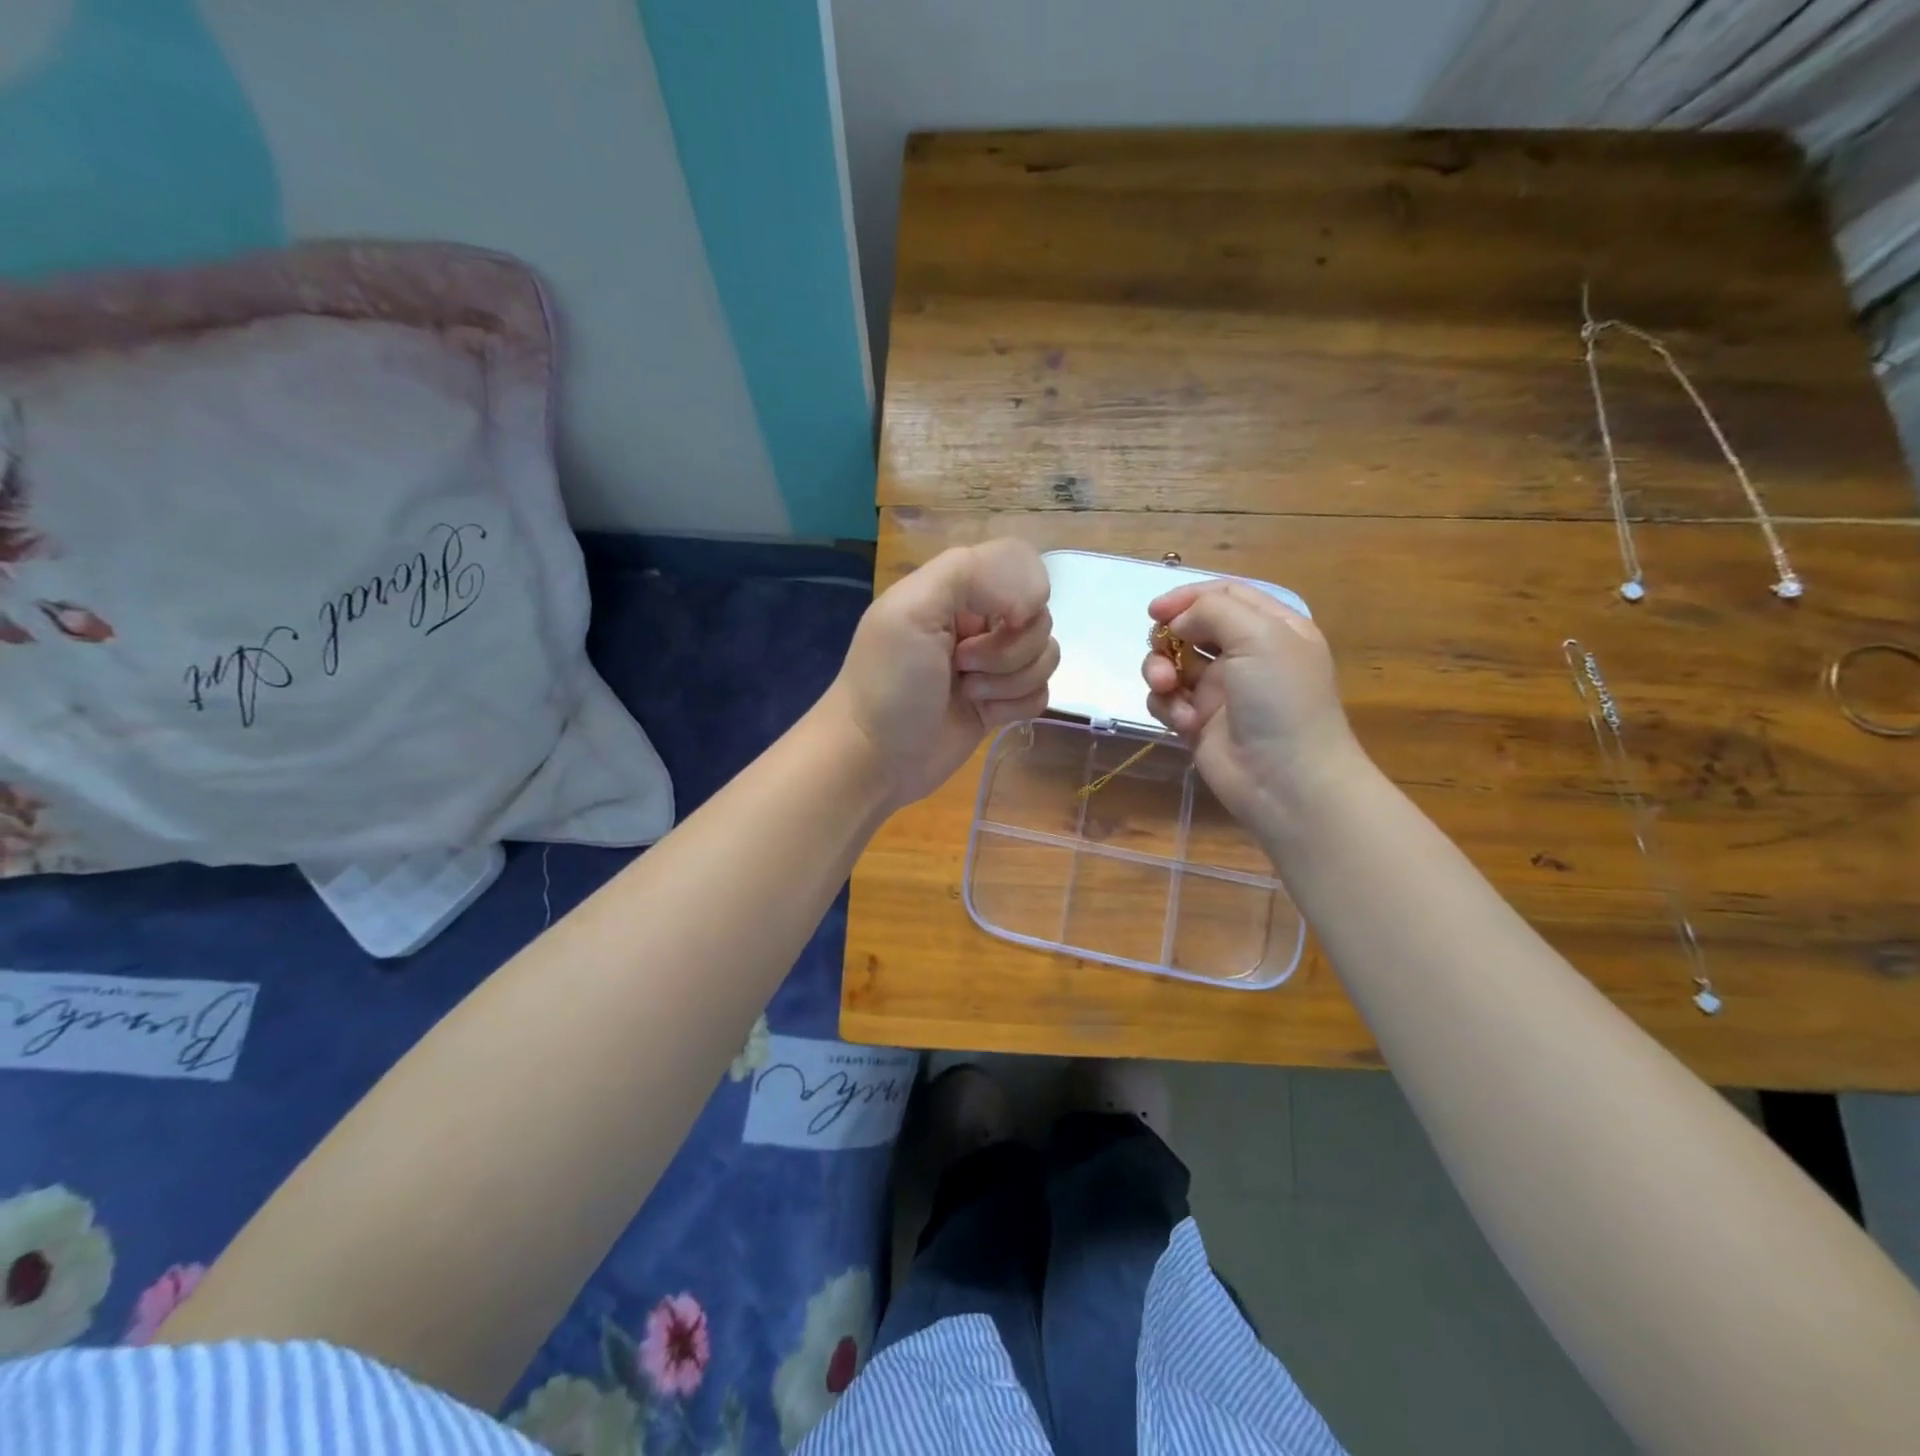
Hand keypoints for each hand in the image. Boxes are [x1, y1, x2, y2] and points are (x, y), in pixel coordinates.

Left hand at [827, 540, 1057, 807]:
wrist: (874, 758)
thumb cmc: (888, 682)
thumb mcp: (912, 609)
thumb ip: (971, 573)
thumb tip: (1034, 601)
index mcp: (954, 590)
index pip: (1019, 564)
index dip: (1024, 593)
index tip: (1006, 620)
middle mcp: (976, 622)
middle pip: (1038, 617)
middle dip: (1007, 648)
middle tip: (961, 666)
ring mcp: (990, 665)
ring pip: (1044, 657)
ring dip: (1010, 680)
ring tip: (967, 693)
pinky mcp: (1000, 703)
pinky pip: (1041, 693)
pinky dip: (1017, 705)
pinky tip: (985, 715)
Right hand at [1140, 581, 1360, 831]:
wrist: (1286, 780)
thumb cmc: (1280, 700)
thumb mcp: (1260, 636)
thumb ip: (1213, 611)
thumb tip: (1177, 622)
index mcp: (1272, 627)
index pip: (1224, 595)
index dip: (1187, 597)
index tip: (1155, 610)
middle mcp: (1246, 655)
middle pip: (1191, 628)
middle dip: (1168, 637)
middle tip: (1161, 650)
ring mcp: (1220, 691)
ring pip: (1172, 664)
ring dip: (1160, 671)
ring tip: (1165, 686)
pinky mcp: (1198, 723)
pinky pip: (1167, 701)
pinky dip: (1168, 706)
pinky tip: (1184, 723)